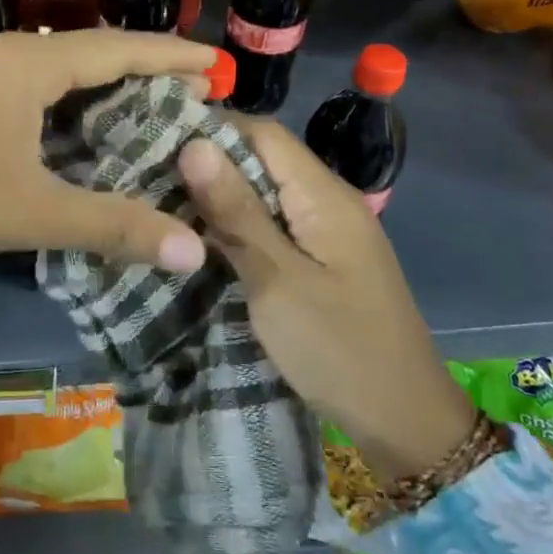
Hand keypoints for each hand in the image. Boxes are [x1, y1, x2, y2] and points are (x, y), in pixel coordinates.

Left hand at [0, 30, 213, 288]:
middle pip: (87, 51)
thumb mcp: (30, 212)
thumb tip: (195, 251)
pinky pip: (22, 82)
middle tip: (187, 94)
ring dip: (96, 85)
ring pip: (51, 67)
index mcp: (27, 63)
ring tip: (139, 108)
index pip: (118, 48)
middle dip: (139, 70)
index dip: (171, 56)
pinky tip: (68, 126)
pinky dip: (59, 99)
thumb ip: (114, 226)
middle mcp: (1, 50)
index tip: (216, 64)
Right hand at [176, 119, 476, 479]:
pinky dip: (238, 226)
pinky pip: (274, 226)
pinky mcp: (322, 261)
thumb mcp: (278, 281)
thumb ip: (236, 212)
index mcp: (324, 196)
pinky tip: (200, 238)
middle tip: (147, 174)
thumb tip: (194, 143)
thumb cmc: (339, 350)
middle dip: (208, 163)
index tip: (155, 137)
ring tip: (161, 202)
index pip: (263, 133)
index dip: (211, 128)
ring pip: (265, 194)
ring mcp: (328, 233)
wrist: (405, 425)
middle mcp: (329, 202)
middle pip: (263, 160)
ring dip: (219, 197)